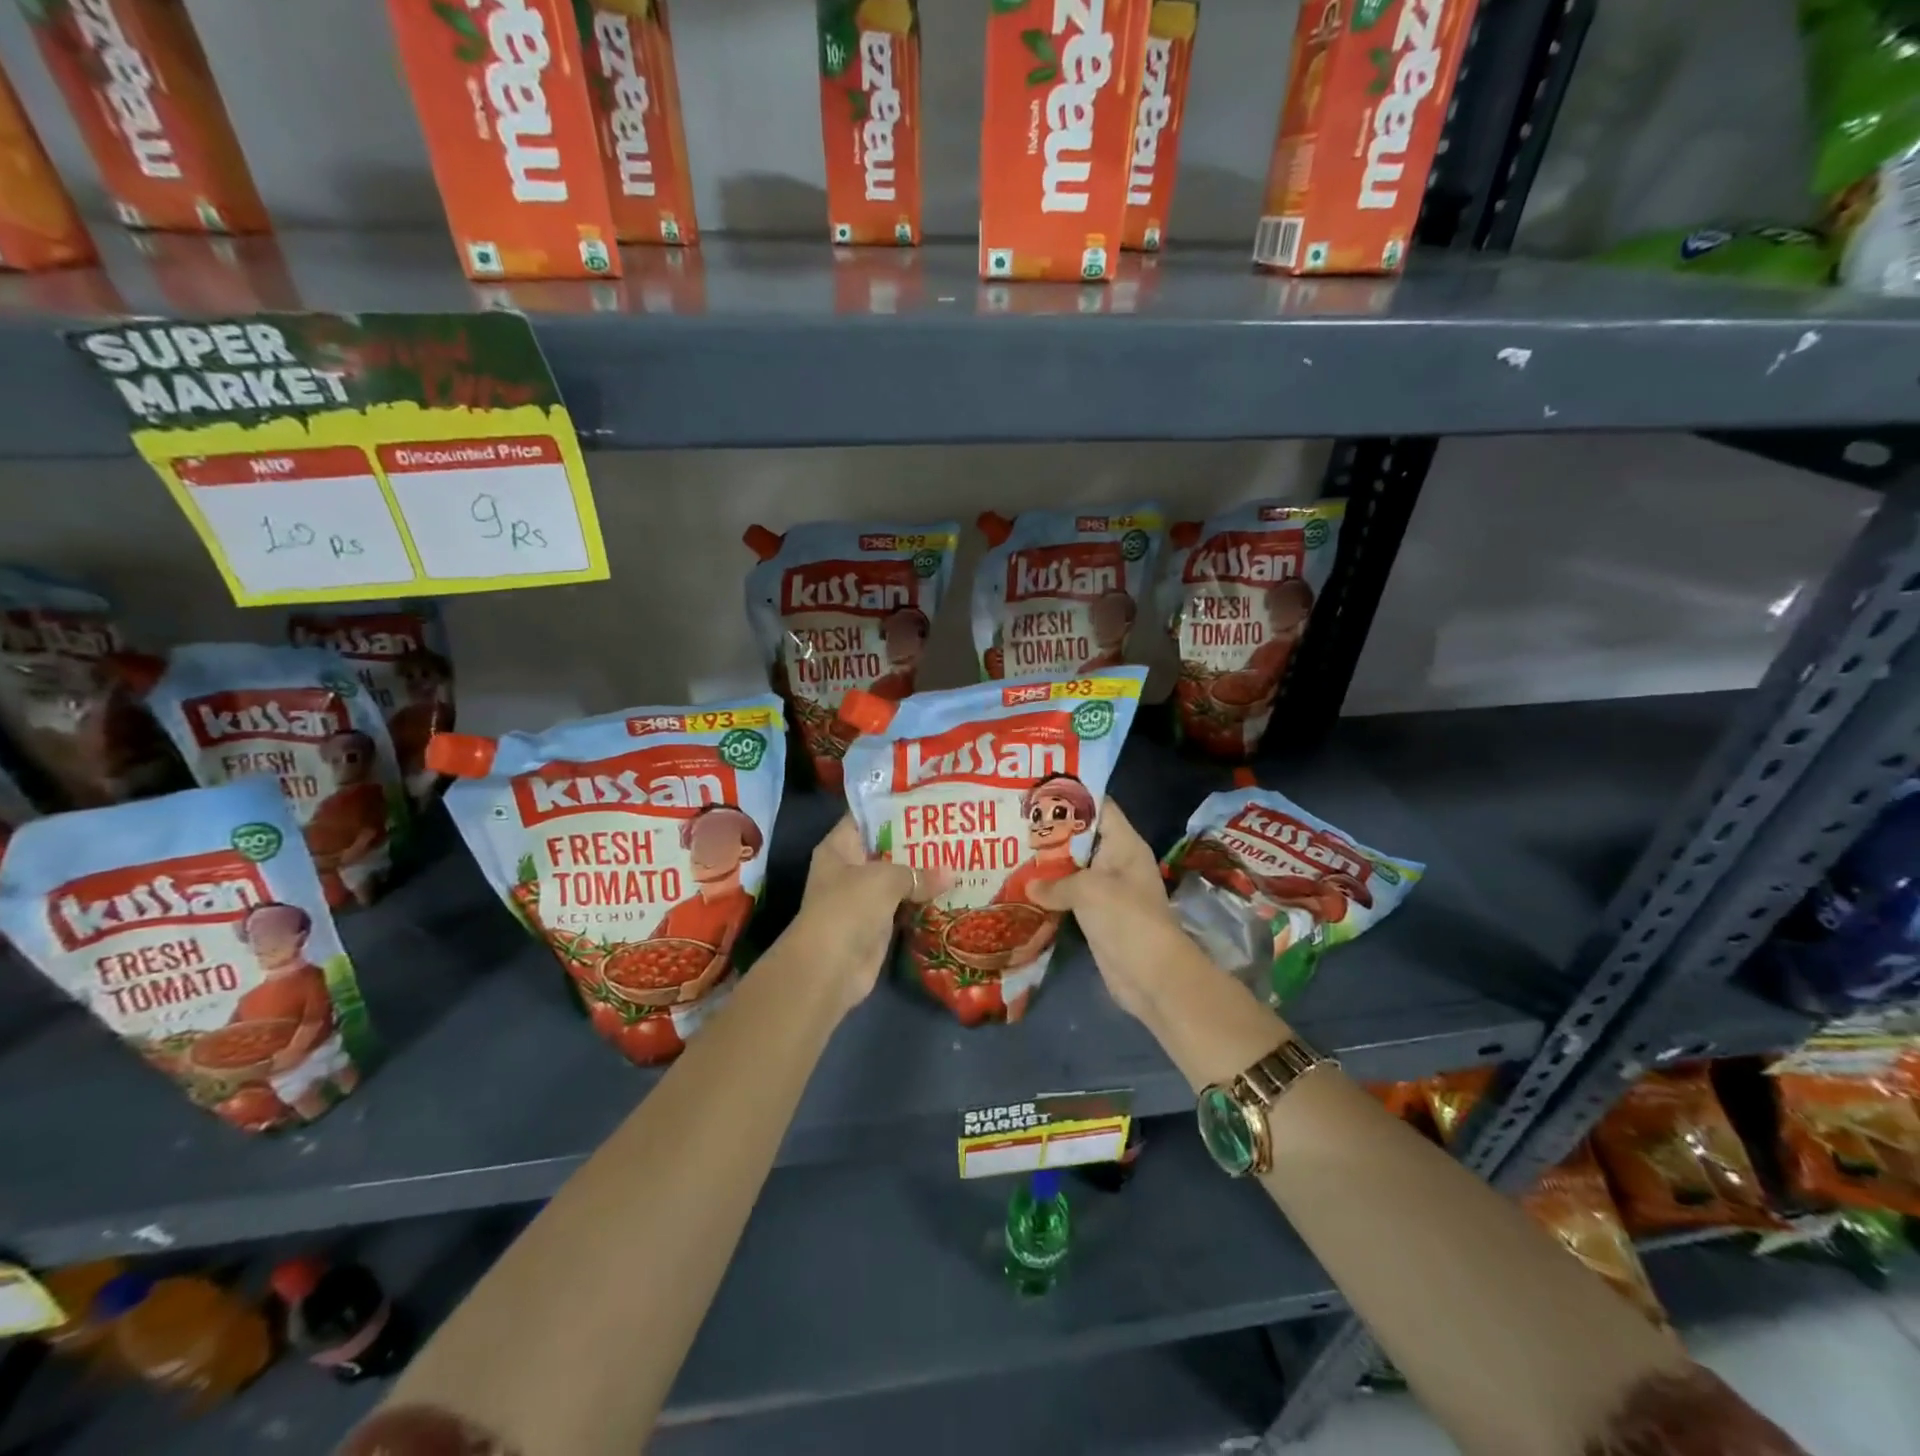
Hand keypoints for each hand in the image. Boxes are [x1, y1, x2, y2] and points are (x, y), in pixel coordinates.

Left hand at [786, 817, 944, 1012]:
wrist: (829, 968)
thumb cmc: (848, 908)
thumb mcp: (884, 879)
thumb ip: (918, 872)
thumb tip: (952, 873)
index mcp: (840, 846)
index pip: (867, 816)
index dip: (895, 806)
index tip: (928, 799)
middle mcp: (850, 868)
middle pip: (887, 847)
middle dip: (918, 840)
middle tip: (954, 827)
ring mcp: (864, 897)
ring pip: (899, 878)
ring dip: (925, 872)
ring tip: (961, 854)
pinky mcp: (879, 923)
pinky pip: (906, 905)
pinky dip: (925, 900)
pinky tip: (953, 889)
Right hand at [1027, 798, 1187, 1020]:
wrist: (1151, 976)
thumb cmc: (1126, 919)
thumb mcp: (1089, 890)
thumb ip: (1055, 882)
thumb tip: (1029, 887)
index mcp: (1124, 844)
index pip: (1099, 808)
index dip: (1072, 797)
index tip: (1038, 790)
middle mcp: (1117, 861)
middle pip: (1082, 837)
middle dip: (1051, 831)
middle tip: (1014, 820)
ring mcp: (1107, 890)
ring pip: (1073, 868)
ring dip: (1047, 864)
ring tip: (1011, 849)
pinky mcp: (1097, 915)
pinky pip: (1070, 895)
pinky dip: (1050, 892)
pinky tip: (1023, 887)